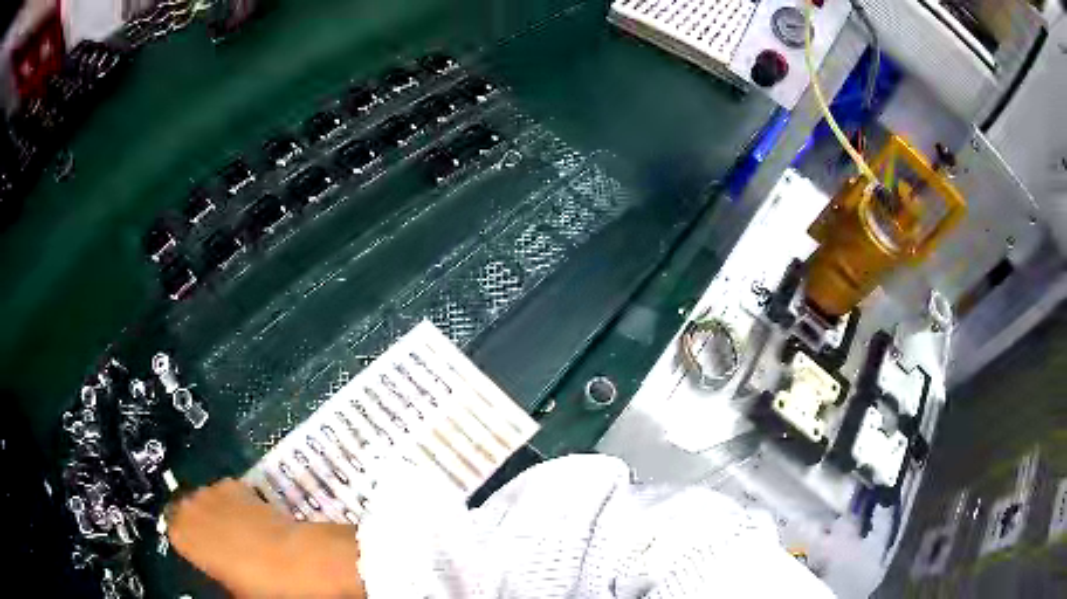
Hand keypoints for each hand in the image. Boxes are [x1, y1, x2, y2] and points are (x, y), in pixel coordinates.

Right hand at [168, 478, 364, 597]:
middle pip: (186, 512)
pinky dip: (233, 503)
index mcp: (181, 534)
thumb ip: (218, 578)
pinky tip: (252, 521)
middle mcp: (189, 505)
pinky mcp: (236, 483)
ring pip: (205, 500)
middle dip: (200, 525)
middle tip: (221, 545)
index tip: (203, 556)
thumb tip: (223, 576)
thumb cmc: (261, 585)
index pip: (173, 533)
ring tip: (238, 533)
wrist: (297, 559)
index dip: (190, 545)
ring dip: (215, 512)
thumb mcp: (233, 591)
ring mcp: (211, 490)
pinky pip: (225, 493)